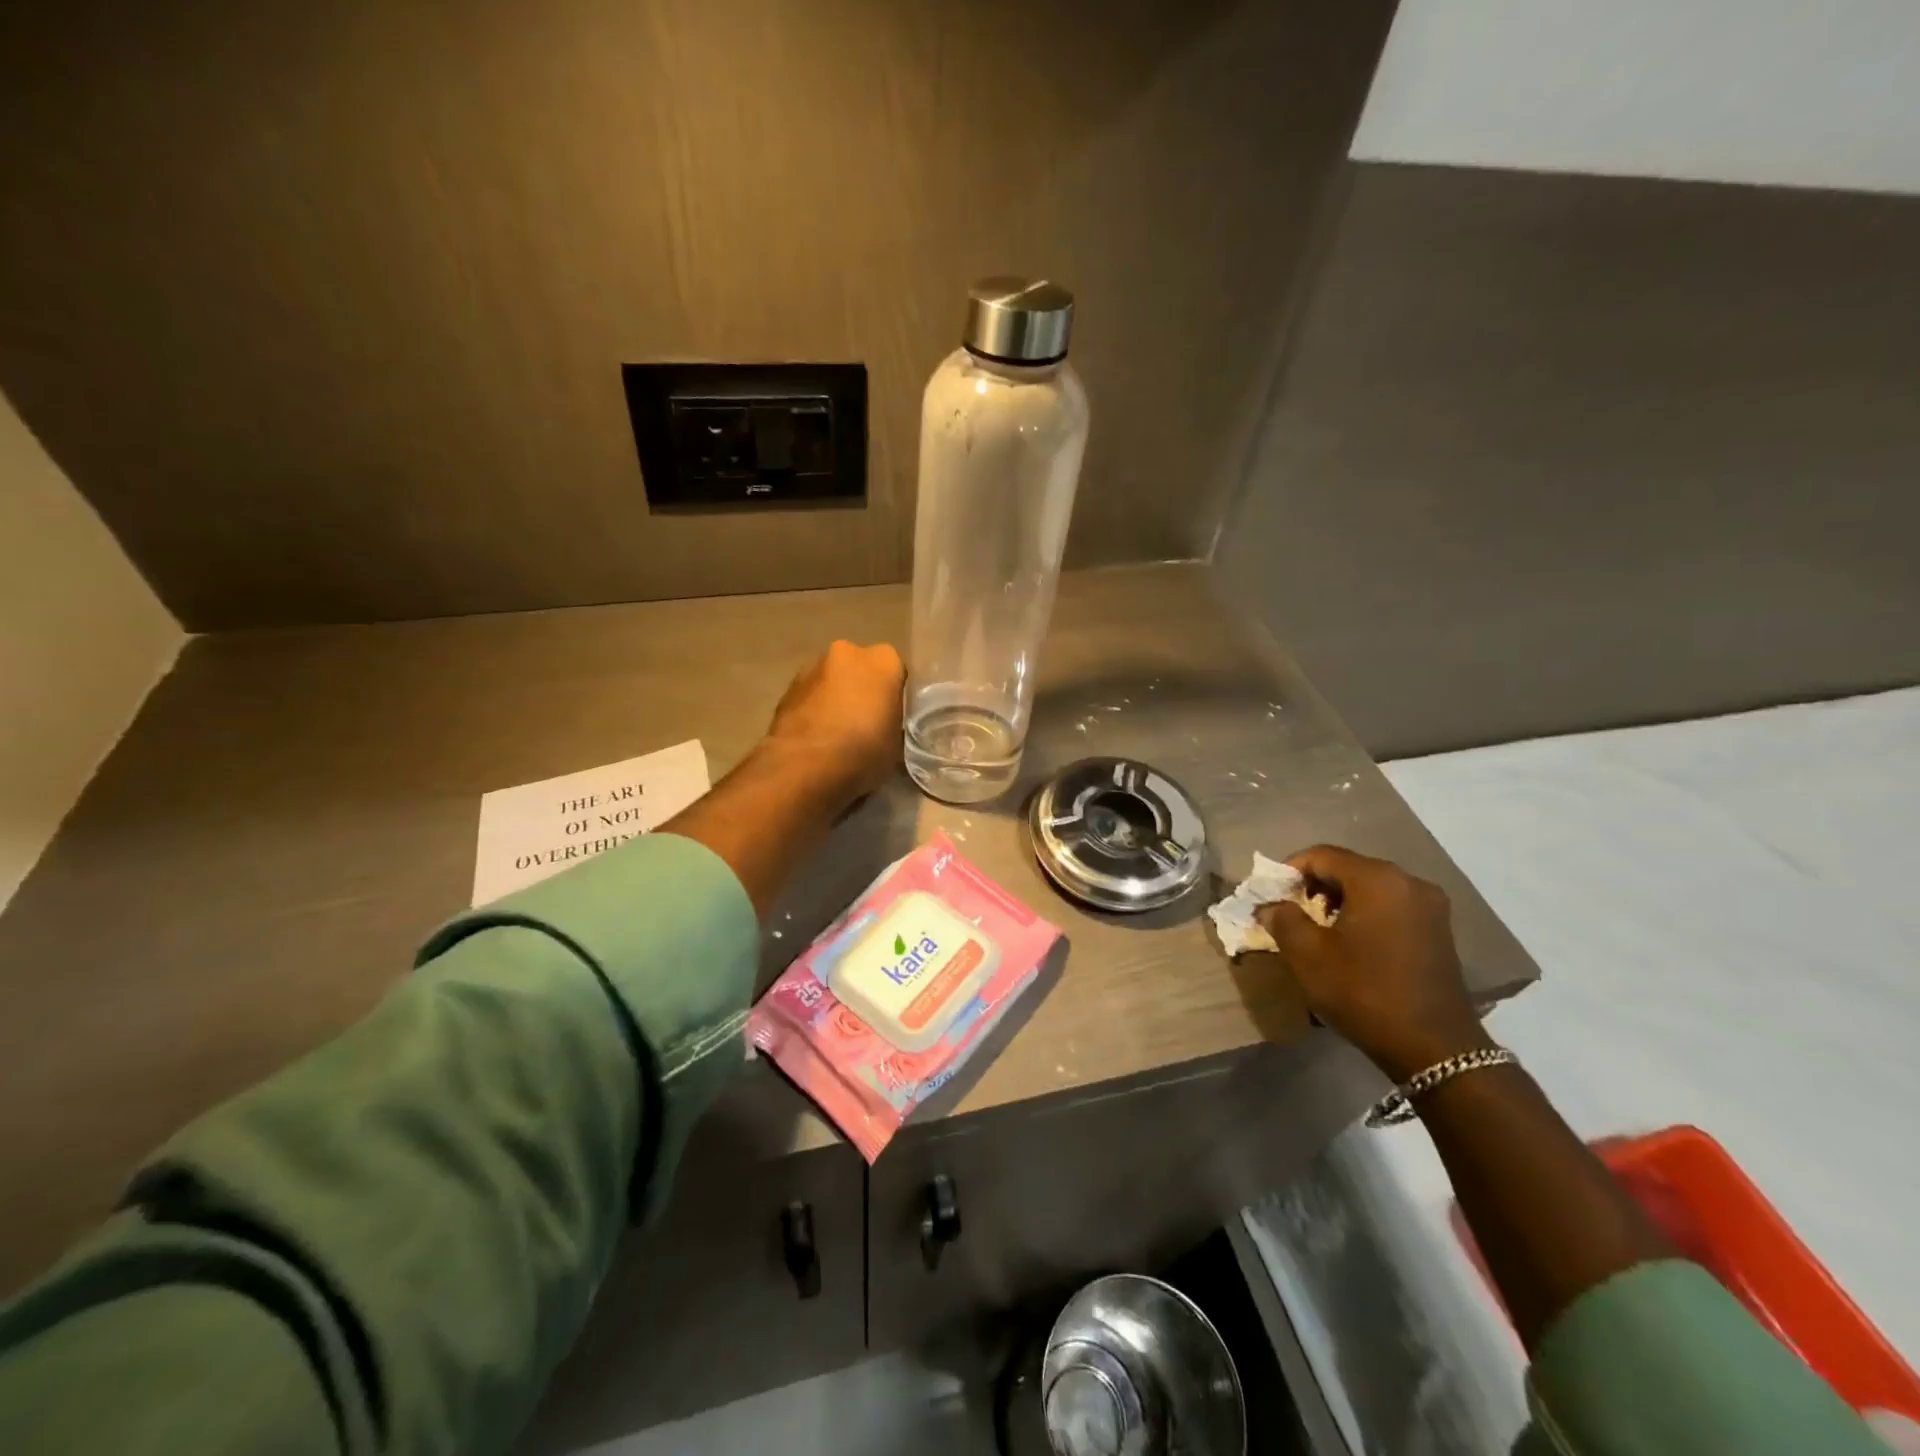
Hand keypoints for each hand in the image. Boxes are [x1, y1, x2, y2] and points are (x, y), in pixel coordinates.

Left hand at [764, 640, 904, 801]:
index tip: (892, 718)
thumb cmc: (863, 751)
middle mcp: (848, 651)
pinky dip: (814, 709)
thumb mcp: (897, 744)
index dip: (894, 696)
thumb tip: (886, 728)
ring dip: (835, 698)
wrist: (804, 766)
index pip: (897, 672)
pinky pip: (810, 695)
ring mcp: (812, 666)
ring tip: (837, 734)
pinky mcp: (787, 687)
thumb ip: (893, 724)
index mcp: (884, 660)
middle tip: (866, 723)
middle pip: (861, 669)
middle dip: (862, 690)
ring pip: (832, 680)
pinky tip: (816, 737)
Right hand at [1256, 845, 1489, 1080]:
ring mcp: (1430, 906)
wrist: (1435, 1048)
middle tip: (1290, 914)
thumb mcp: (1307, 955)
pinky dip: (1365, 915)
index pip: (1320, 855)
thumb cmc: (1364, 992)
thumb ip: (1282, 919)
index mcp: (1377, 879)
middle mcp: (1408, 881)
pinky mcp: (1439, 930)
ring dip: (1339, 902)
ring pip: (1369, 888)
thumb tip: (1272, 906)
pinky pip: (1390, 906)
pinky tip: (1352, 944)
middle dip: (1313, 887)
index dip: (1288, 871)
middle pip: (1347, 869)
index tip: (1269, 896)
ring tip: (1318, 932)